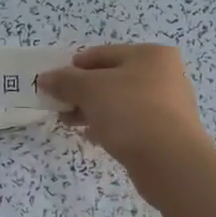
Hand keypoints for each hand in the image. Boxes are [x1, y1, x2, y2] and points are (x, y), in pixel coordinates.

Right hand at [38, 44, 213, 181]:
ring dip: (93, 110)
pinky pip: (130, 122)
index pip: (101, 54)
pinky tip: (93, 137)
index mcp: (151, 55)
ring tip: (70, 123)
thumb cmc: (130, 113)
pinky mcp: (166, 131)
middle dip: (81, 92)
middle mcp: (164, 74)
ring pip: (119, 102)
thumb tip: (45, 78)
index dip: (73, 67)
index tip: (53, 85)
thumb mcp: (90, 90)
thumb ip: (65, 81)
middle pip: (111, 78)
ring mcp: (168, 104)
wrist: (170, 162)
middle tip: (59, 106)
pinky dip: (110, 126)